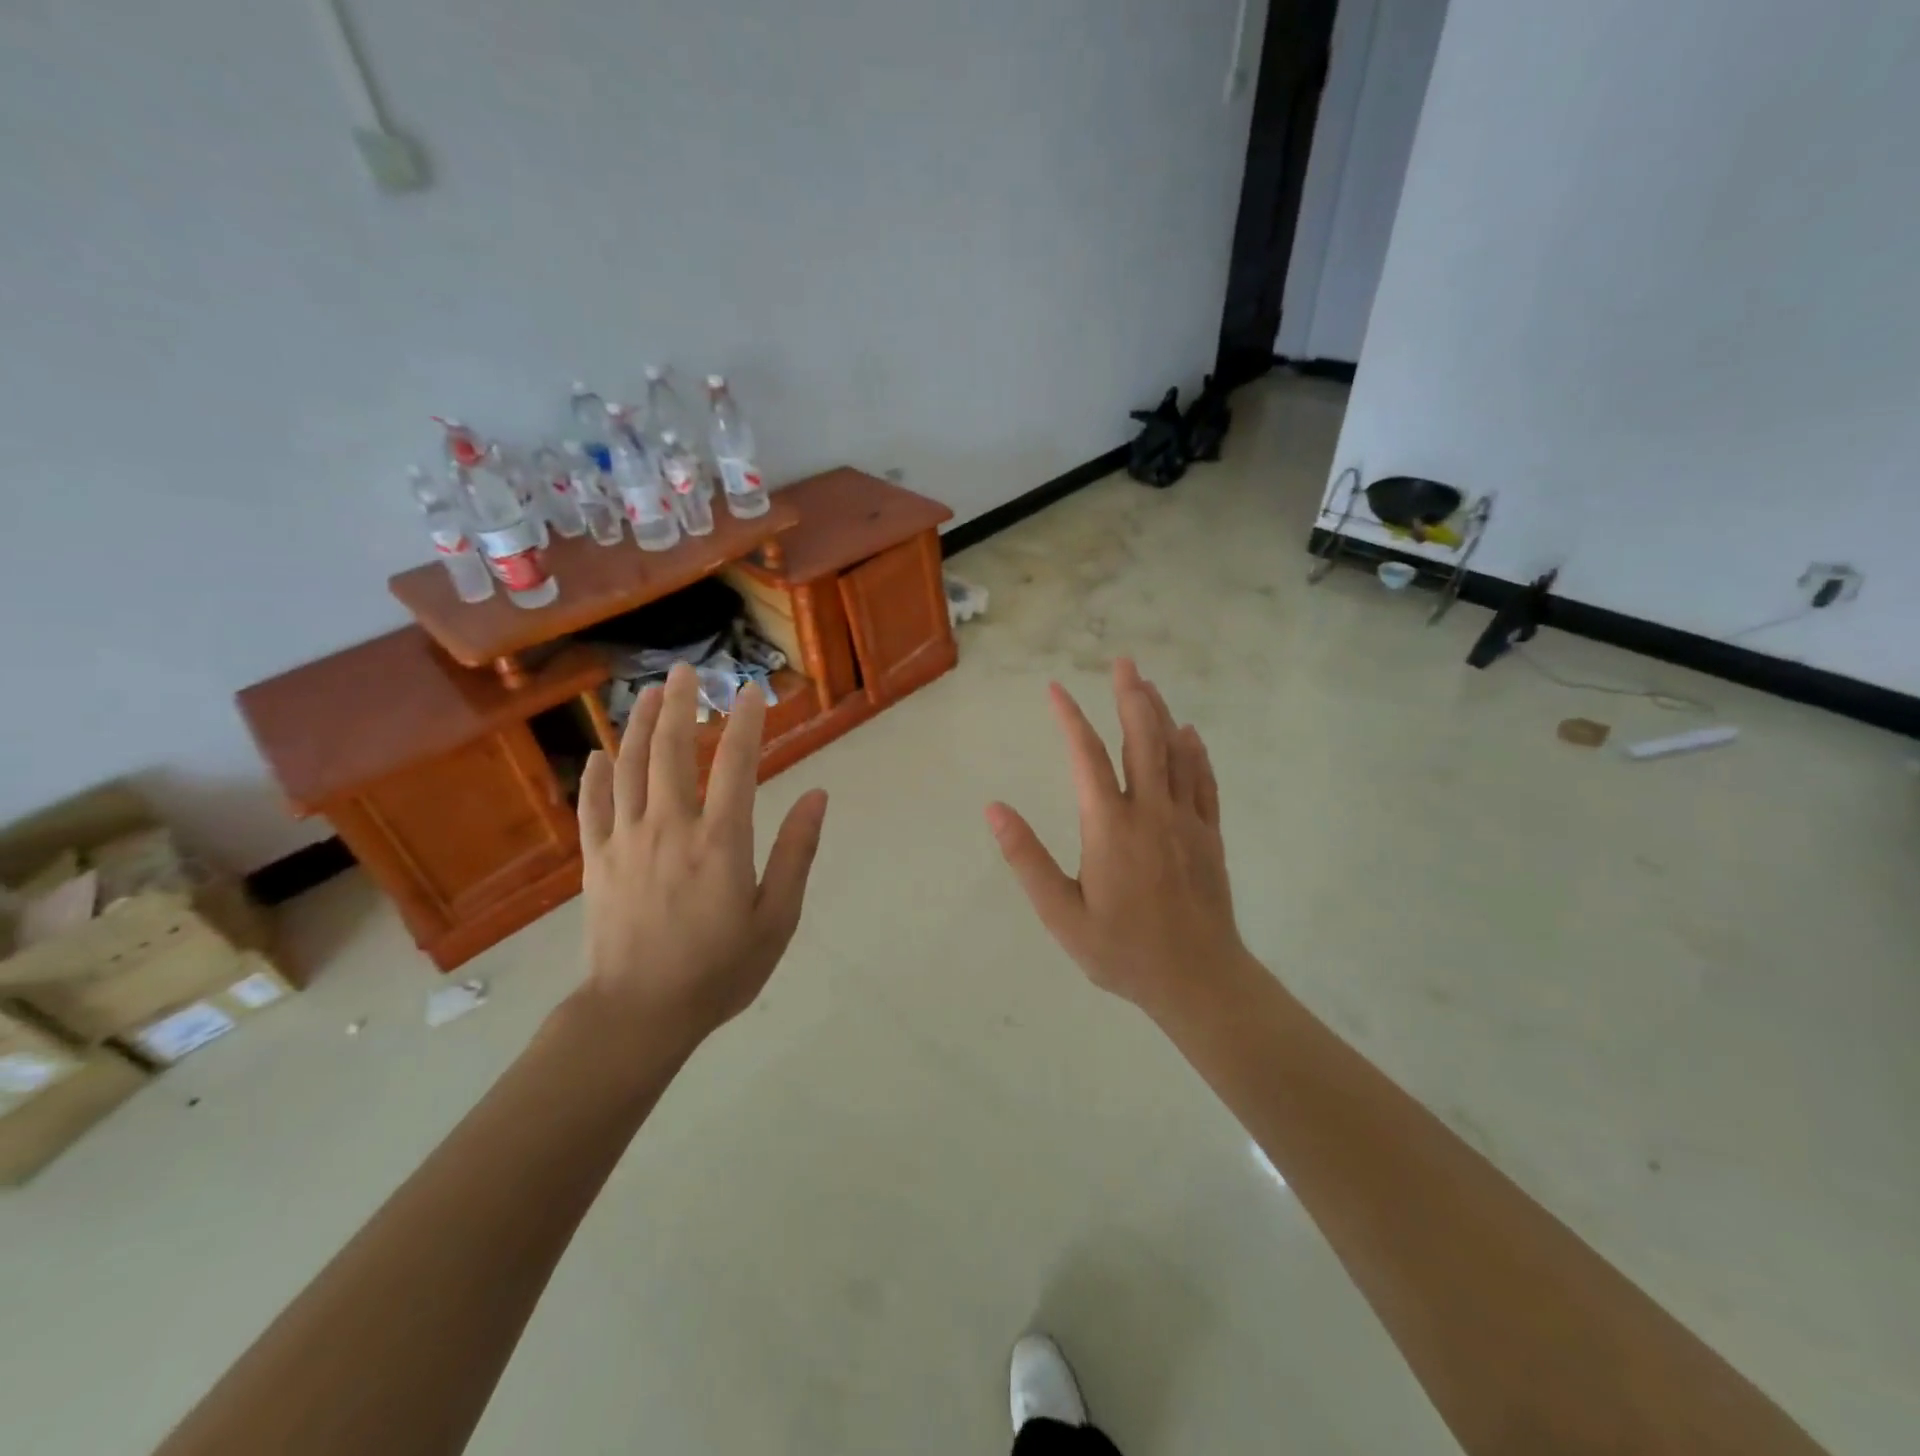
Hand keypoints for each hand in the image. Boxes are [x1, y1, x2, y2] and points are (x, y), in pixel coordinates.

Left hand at [575, 662, 828, 1045]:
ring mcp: (626, 841)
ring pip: (630, 768)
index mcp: (720, 841)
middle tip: (688, 670)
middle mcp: (670, 828)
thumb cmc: (718, 971)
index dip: (745, 722)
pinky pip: (592, 807)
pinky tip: (600, 753)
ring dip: (641, 725)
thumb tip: (818, 796)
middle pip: (671, 751)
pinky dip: (596, 776)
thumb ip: (796, 853)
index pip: (735, 763)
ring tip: (651, 692)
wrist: (637, 1015)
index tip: (751, 691)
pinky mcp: (596, 862)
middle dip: (681, 705)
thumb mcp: (776, 918)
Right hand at [986, 659, 1250, 1019]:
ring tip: (1148, 684)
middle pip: (1141, 738)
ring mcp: (1186, 820)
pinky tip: (1190, 734)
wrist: (1199, 980)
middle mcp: (1150, 811)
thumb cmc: (1122, 951)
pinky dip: (1195, 752)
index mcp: (1109, 826)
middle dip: (1131, 695)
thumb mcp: (1061, 914)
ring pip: (1175, 752)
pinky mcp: (1210, 835)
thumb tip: (994, 809)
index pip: (1085, 756)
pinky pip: (1203, 781)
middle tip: (1124, 661)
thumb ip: (1026, 859)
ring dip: (1160, 713)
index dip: (1069, 717)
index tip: (1055, 689)